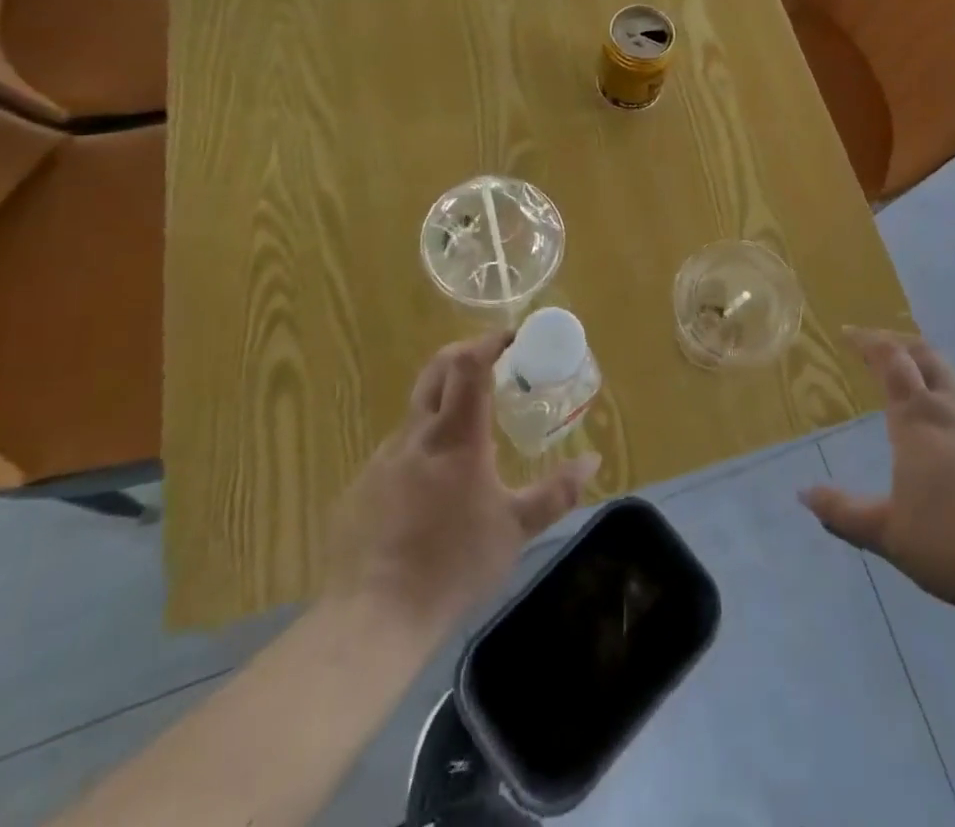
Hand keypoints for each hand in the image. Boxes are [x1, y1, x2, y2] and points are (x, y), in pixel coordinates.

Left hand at [322, 332, 599, 635]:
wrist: (373, 617)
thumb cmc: (454, 564)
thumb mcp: (516, 529)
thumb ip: (556, 492)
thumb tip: (592, 461)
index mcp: (456, 436)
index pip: (469, 366)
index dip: (490, 342)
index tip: (512, 337)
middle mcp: (417, 435)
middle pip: (436, 370)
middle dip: (464, 354)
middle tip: (491, 361)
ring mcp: (384, 459)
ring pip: (416, 411)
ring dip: (444, 403)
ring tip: (469, 431)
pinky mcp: (362, 487)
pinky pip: (398, 450)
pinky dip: (422, 446)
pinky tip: (432, 485)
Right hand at [800, 328, 954, 623]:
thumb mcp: (890, 535)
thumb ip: (844, 513)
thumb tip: (804, 495)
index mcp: (918, 420)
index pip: (890, 361)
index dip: (868, 341)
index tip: (849, 332)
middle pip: (927, 356)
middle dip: (899, 343)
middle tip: (879, 345)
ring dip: (930, 372)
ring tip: (915, 386)